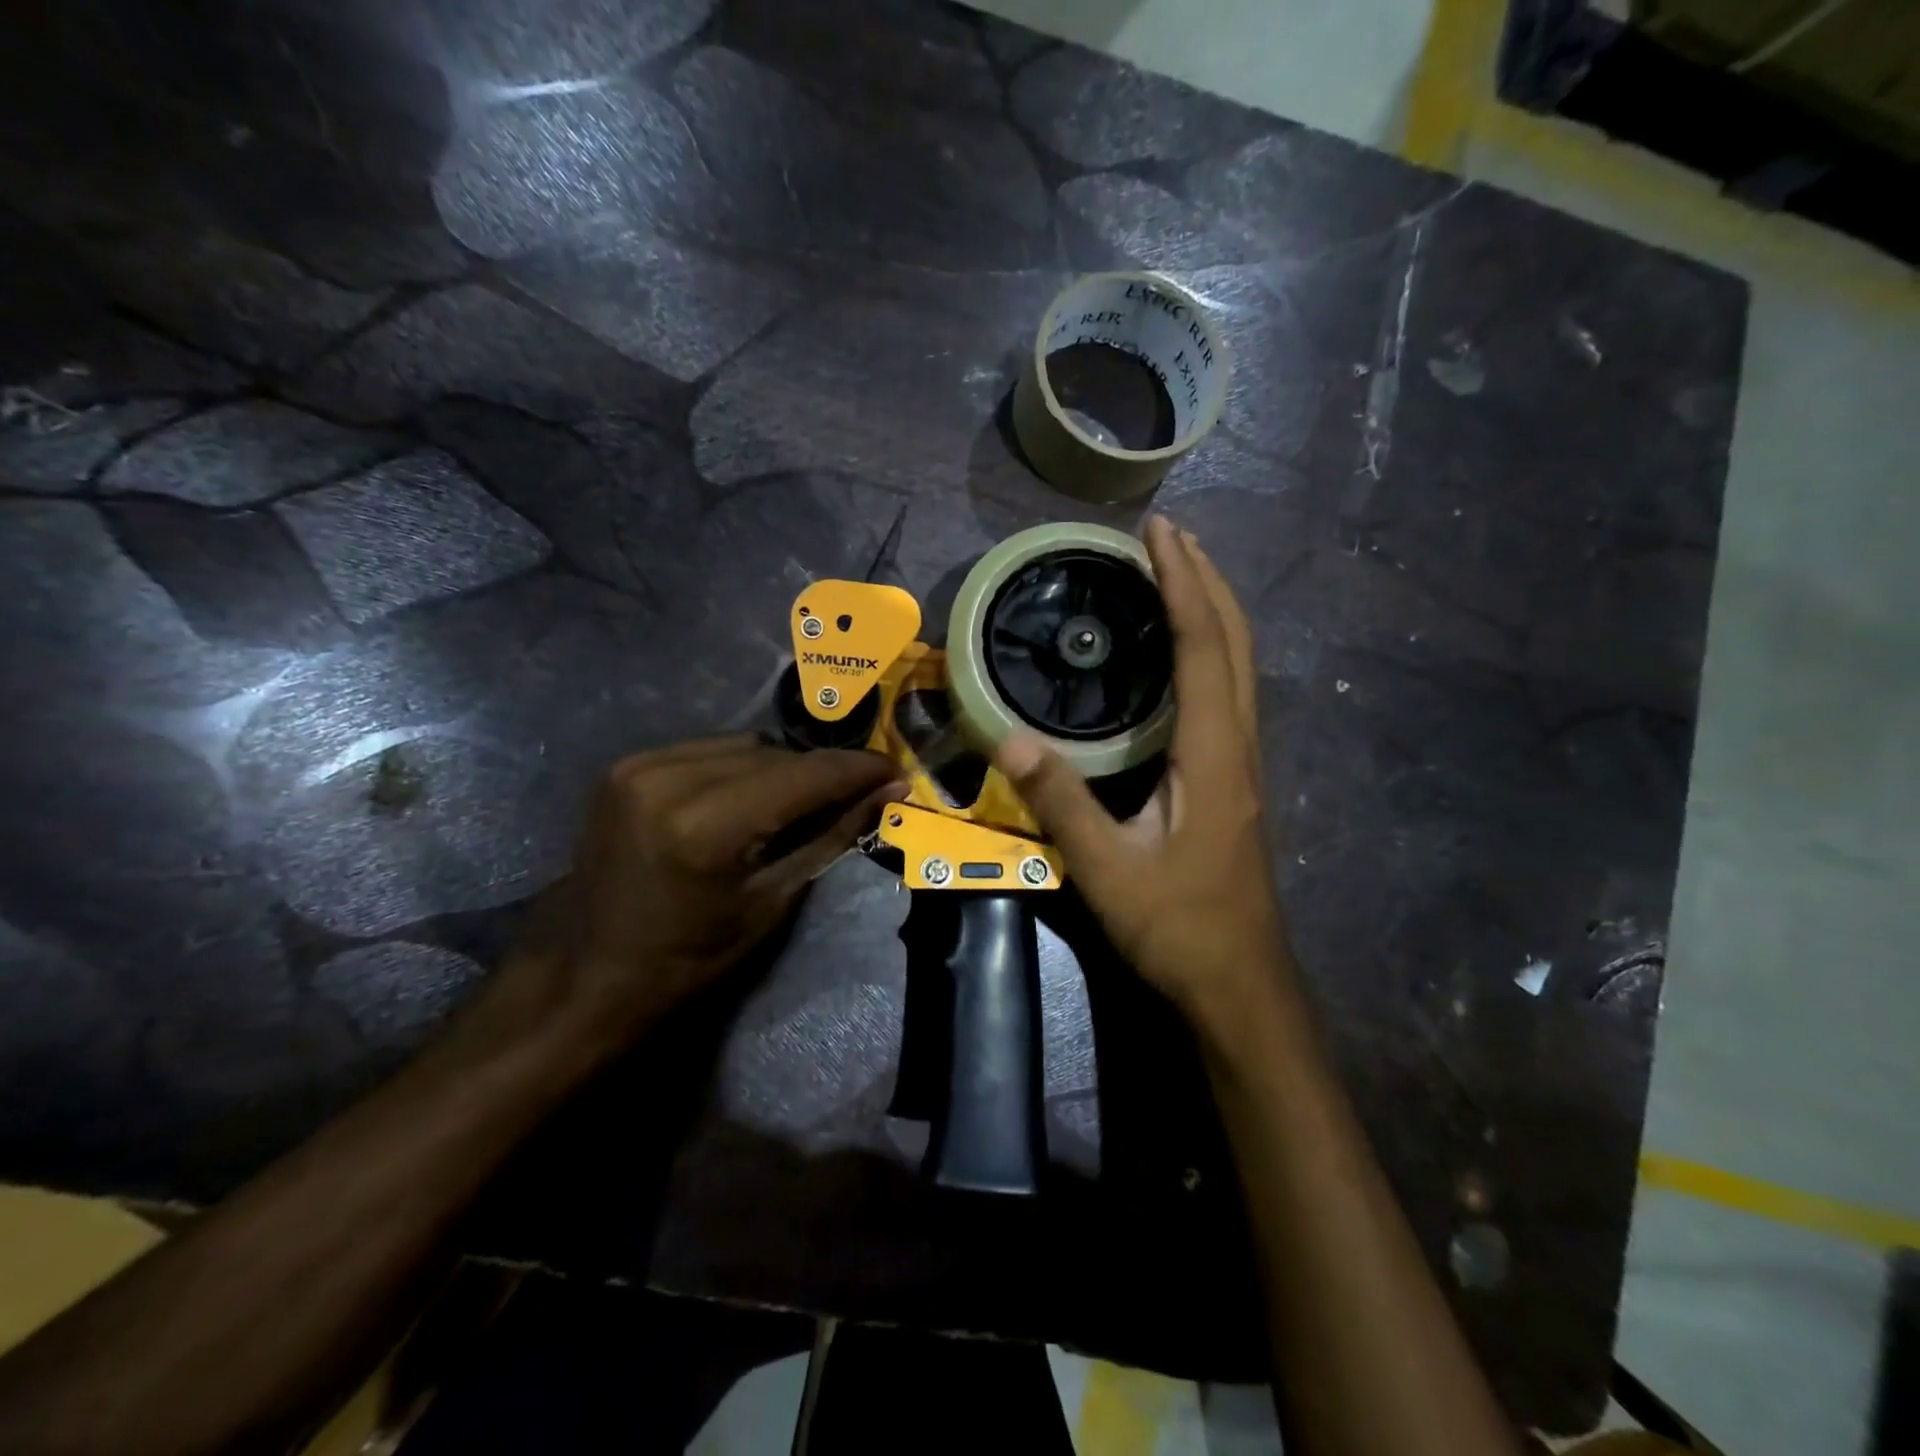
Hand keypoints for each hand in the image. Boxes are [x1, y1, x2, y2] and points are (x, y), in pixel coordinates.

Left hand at [502, 736, 900, 1042]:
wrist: (588, 972)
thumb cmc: (689, 959)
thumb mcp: (772, 903)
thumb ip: (832, 835)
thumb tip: (888, 790)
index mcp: (703, 826)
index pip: (802, 777)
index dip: (856, 769)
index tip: (894, 769)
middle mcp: (667, 779)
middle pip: (775, 753)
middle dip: (821, 772)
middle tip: (856, 792)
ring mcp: (640, 765)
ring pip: (745, 745)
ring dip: (783, 767)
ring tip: (801, 800)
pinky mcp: (627, 764)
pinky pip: (710, 749)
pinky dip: (742, 767)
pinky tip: (751, 797)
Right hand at [996, 517, 1287, 1030]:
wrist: (1238, 983)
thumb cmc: (1178, 927)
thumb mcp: (1109, 871)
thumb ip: (1061, 804)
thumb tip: (1009, 739)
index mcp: (1213, 756)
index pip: (1203, 649)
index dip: (1183, 585)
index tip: (1159, 534)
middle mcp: (1238, 747)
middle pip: (1235, 643)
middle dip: (1206, 580)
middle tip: (1169, 535)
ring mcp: (1242, 764)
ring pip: (1239, 666)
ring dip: (1213, 610)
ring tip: (1176, 573)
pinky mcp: (1233, 780)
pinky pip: (1227, 693)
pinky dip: (1209, 650)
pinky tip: (1179, 654)